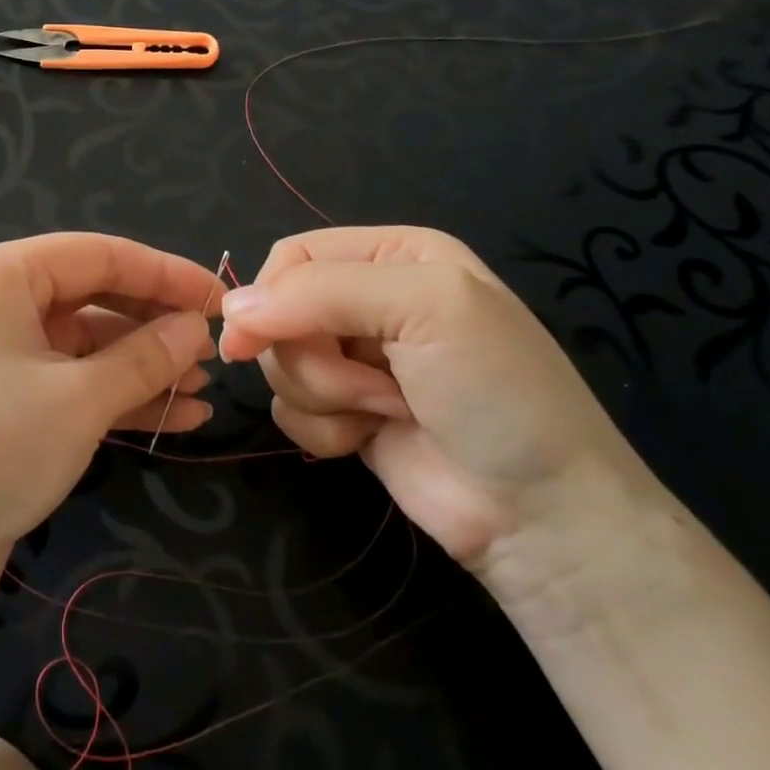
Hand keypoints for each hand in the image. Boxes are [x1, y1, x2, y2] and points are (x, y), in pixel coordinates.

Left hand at [0, 234, 221, 621]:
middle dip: (153, 325)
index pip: (98, 254)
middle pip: (91, 298)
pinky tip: (173, 419)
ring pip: (83, 347)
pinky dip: (114, 399)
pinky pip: (66, 386)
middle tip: (212, 352)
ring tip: (202, 391)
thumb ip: (144, 356)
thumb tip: (194, 327)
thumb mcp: (78, 400)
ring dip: (141, 368)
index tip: (221, 300)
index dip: (165, 274)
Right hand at [218, 226, 657, 579]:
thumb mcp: (424, 307)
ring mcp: (357, 360)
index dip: (268, 295)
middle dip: (312, 357)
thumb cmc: (496, 391)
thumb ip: (321, 293)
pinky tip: (368, 440)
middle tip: (373, 384)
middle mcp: (371, 300)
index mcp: (394, 255)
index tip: (252, 340)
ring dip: (324, 395)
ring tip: (386, 412)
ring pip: (280, 364)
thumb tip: (230, 311)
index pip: (293, 256)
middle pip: (278, 313)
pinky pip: (290, 409)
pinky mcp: (346, 413)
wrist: (540, 513)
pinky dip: (322, 429)